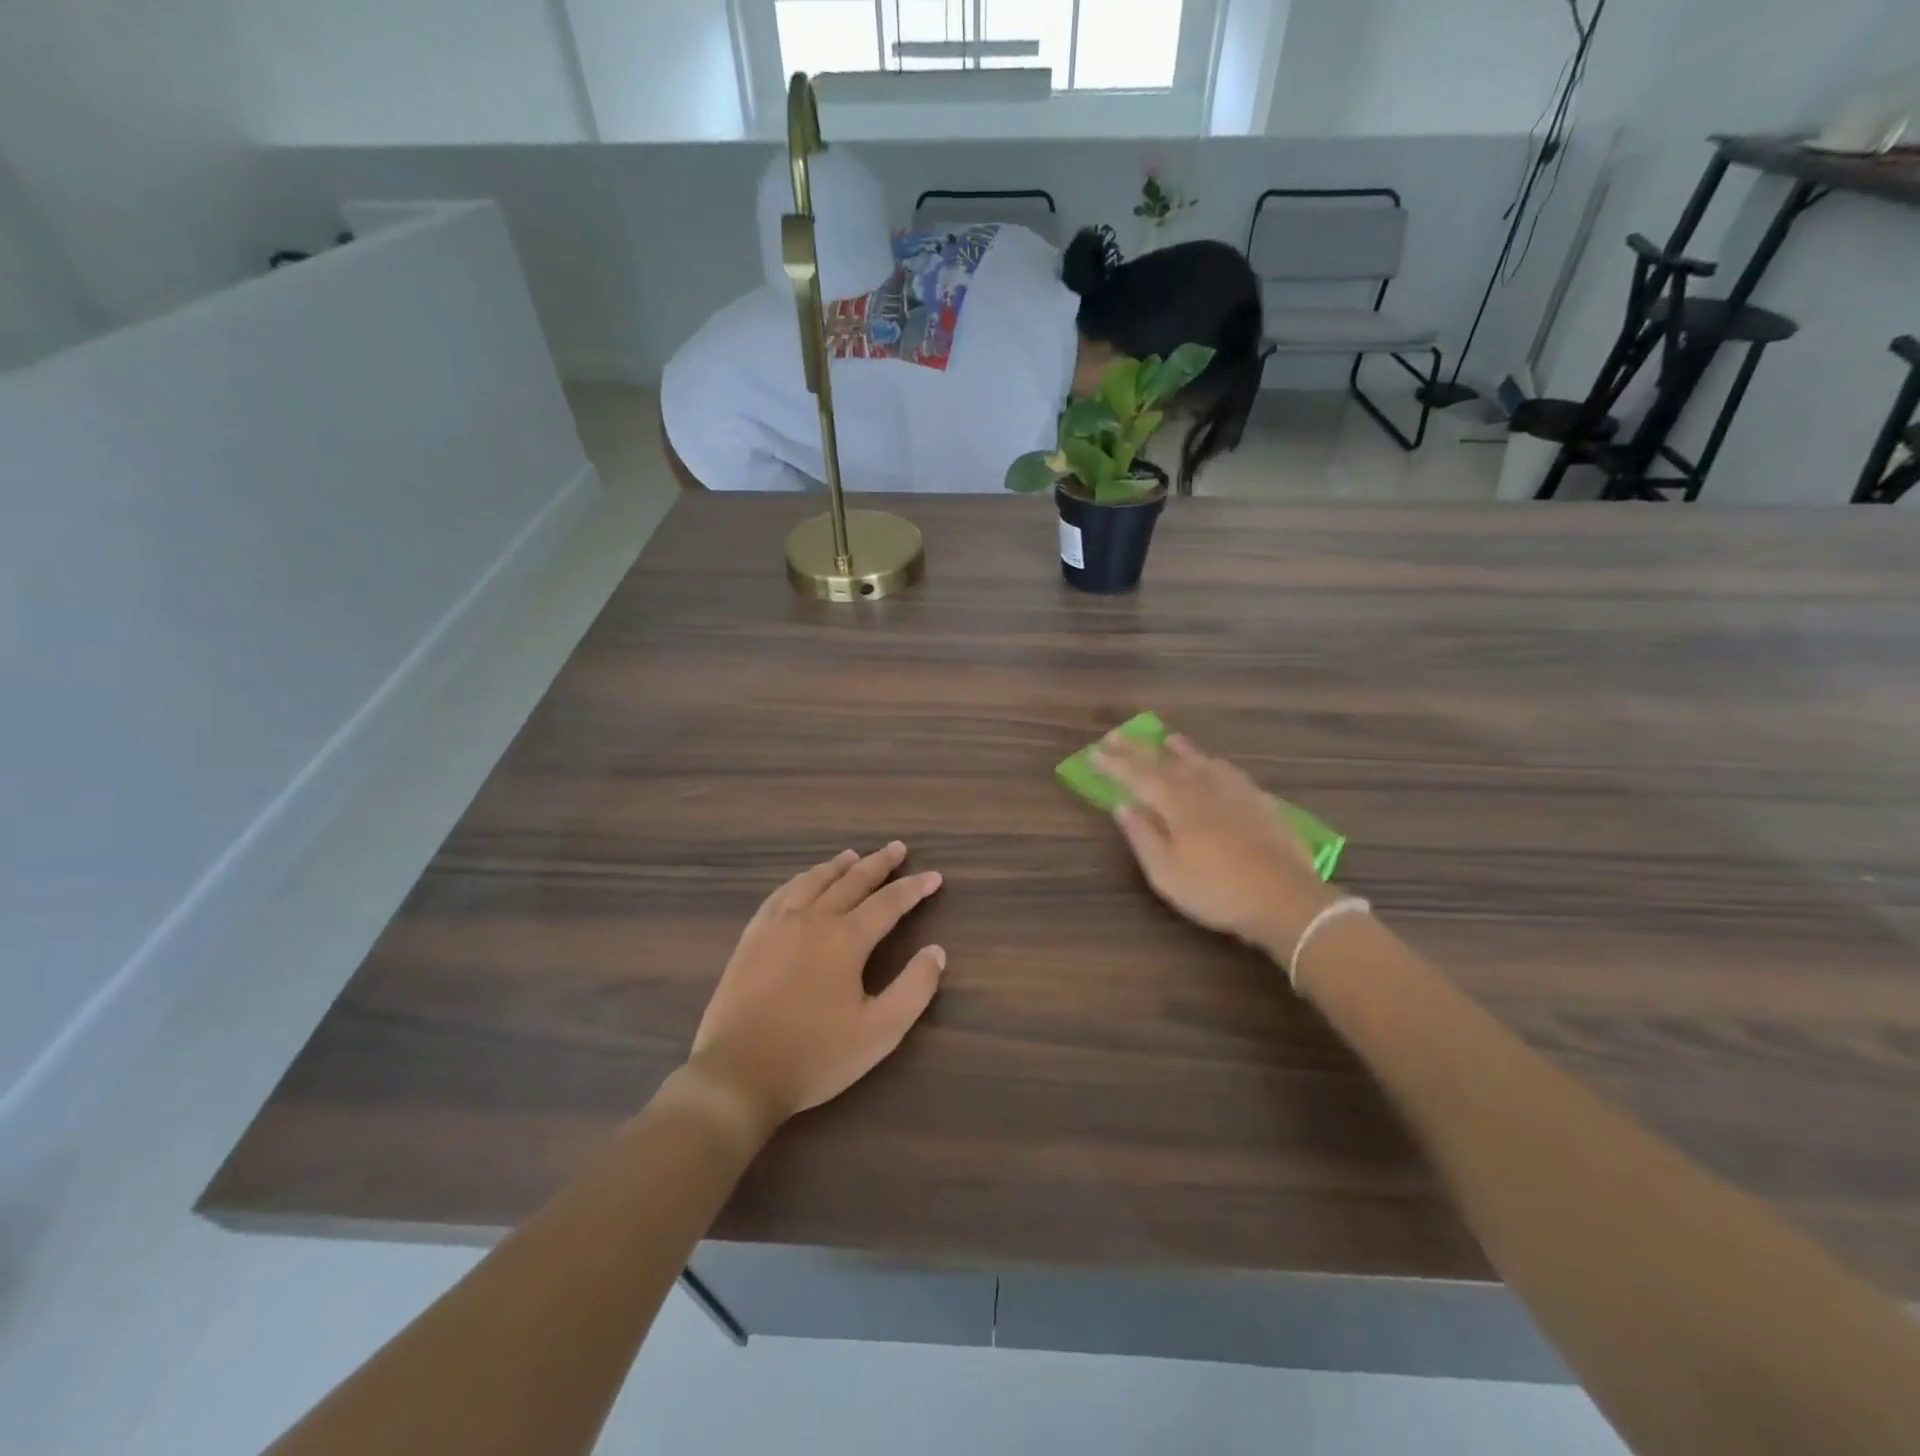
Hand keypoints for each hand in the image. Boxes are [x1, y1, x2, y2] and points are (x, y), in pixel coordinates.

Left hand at [685, 843, 945, 1136]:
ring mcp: (777, 925)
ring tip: (853, 855)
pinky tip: (803, 882)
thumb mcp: (880, 1032)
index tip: (935, 876)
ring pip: (813, 881)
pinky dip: (800, 880)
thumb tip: (936, 952)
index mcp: (846, 939)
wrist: (737, 1074)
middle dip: (879, 863)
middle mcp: (813, 919)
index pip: (889, 902)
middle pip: (852, 881)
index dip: (914, 888)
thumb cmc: (815, 1056)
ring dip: (838, 866)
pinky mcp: (751, 938)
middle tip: (897, 848)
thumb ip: (914, 989)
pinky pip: (780, 894)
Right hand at [1093, 734, 1337, 957]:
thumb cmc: (1216, 891)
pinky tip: (1214, 763)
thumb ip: (1142, 836)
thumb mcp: (1166, 873)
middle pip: (1165, 763)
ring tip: (1166, 737)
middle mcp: (1203, 789)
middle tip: (1117, 735)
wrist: (1285, 899)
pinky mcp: (1260, 802)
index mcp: (1176, 805)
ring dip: (1179, 749)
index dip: (1115, 765)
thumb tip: (1122, 806)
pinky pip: (1230, 772)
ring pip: (1201, 762)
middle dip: (1138, 749)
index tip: (1094, 754)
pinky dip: (1214, 763)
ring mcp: (1235, 793)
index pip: (1138, 777)